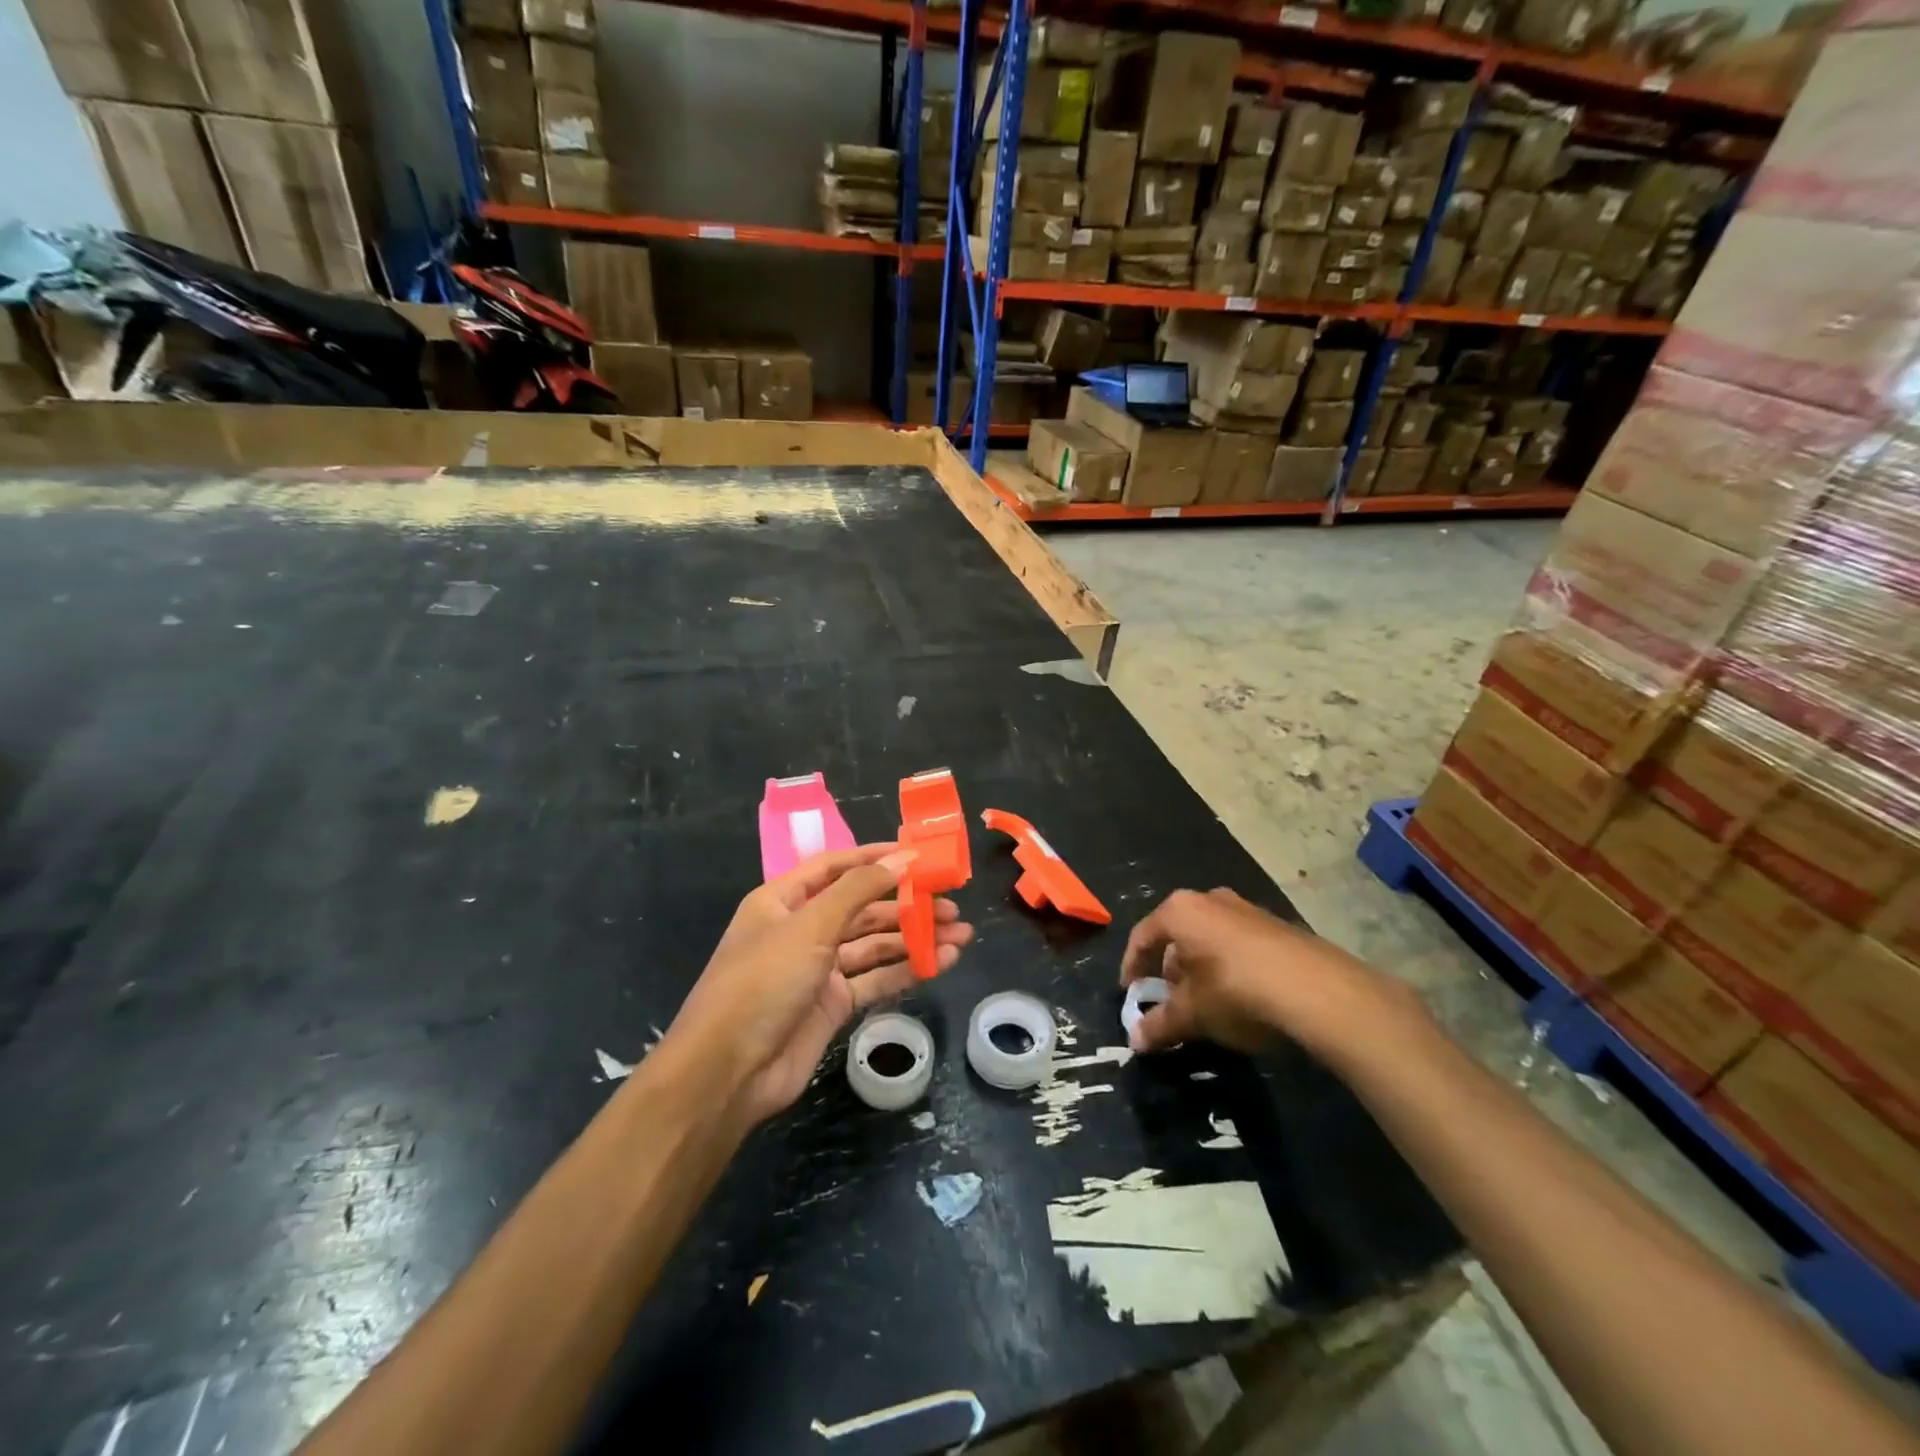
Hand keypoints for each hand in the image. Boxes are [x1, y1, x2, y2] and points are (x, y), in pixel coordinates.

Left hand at [666, 845, 974, 1126]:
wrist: (727, 1072)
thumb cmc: (762, 982)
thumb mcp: (809, 927)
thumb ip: (858, 890)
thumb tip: (902, 858)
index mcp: (784, 900)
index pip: (836, 867)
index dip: (875, 858)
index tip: (919, 854)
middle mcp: (802, 929)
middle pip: (862, 907)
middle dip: (907, 904)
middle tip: (953, 905)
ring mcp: (818, 969)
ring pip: (875, 945)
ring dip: (915, 938)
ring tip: (961, 935)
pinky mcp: (833, 1005)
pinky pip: (875, 979)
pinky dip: (907, 969)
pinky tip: (941, 963)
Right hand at [1120, 888, 1401, 1058]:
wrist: (1322, 992)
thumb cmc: (1238, 992)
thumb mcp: (1193, 1014)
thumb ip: (1160, 1025)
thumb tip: (1135, 1041)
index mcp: (1181, 911)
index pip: (1143, 936)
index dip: (1132, 968)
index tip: (1131, 995)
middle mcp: (1212, 900)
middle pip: (1178, 935)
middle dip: (1169, 970)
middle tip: (1169, 1002)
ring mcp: (1249, 910)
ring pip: (1210, 939)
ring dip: (1201, 969)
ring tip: (1205, 1005)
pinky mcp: (1280, 927)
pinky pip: (1240, 945)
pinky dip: (1230, 968)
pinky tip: (1242, 999)